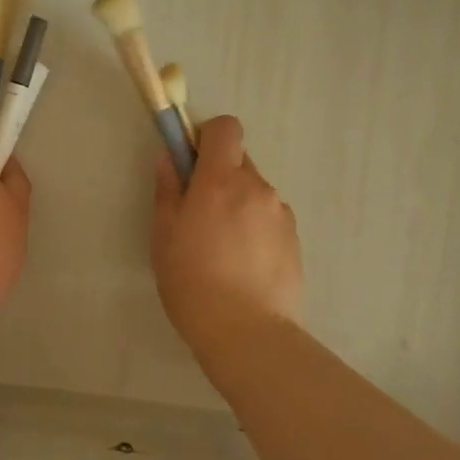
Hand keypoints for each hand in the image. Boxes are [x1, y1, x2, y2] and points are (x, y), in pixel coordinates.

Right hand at [152, 115, 302, 352]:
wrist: (245, 331)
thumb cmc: (191, 279)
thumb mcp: (164, 234)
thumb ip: (168, 190)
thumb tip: (169, 158)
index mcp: (221, 180)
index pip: (226, 128)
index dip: (208, 137)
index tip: (192, 163)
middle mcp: (257, 187)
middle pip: (240, 161)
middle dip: (220, 176)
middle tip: (200, 215)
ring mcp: (281, 214)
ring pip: (255, 193)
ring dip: (239, 205)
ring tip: (223, 249)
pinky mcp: (295, 240)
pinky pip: (270, 219)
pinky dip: (256, 230)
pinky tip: (243, 266)